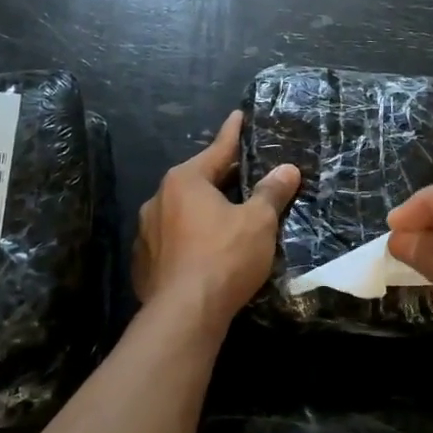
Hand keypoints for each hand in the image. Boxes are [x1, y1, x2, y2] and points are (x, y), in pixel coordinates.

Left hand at [133, 111, 301, 336]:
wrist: (184, 316)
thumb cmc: (224, 257)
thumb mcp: (258, 221)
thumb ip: (272, 192)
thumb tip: (288, 169)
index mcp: (185, 181)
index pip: (217, 149)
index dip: (233, 133)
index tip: (239, 116)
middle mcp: (158, 199)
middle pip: (198, 180)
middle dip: (222, 177)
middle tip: (246, 173)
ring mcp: (146, 233)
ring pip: (182, 212)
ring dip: (204, 210)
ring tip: (227, 215)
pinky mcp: (144, 264)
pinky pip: (172, 240)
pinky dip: (190, 238)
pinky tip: (206, 250)